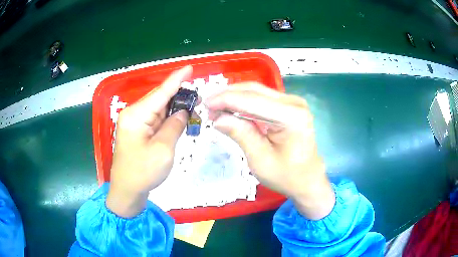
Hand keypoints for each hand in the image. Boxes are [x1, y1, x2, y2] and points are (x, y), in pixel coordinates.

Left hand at [106, 66, 192, 217]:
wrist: (128, 190)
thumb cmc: (143, 171)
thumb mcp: (163, 149)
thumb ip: (175, 126)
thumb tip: (183, 112)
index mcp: (137, 115)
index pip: (161, 92)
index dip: (177, 79)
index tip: (189, 67)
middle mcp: (134, 114)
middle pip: (160, 99)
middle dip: (179, 96)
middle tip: (199, 97)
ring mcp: (136, 123)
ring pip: (159, 109)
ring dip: (175, 109)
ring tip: (193, 108)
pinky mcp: (139, 131)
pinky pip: (156, 120)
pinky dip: (169, 119)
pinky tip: (180, 119)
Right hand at [205, 83, 334, 219]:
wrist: (307, 180)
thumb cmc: (286, 176)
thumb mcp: (260, 159)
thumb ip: (240, 134)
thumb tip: (217, 118)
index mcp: (291, 116)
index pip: (252, 100)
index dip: (225, 100)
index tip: (205, 104)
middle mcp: (294, 103)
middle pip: (254, 90)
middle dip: (228, 95)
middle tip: (207, 105)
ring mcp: (293, 102)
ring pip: (257, 91)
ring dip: (234, 97)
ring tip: (215, 108)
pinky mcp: (289, 106)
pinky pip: (262, 98)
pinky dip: (244, 102)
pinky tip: (230, 108)